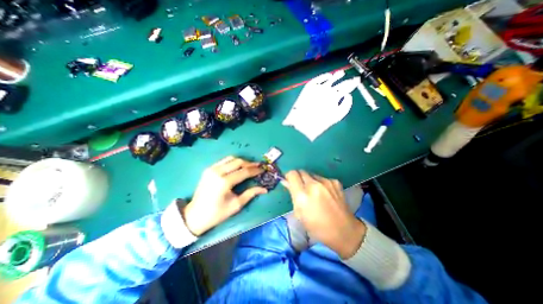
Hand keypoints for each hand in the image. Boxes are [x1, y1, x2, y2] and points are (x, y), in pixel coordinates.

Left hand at [182, 156, 266, 236]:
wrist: (194, 215)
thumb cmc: (217, 213)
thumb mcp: (236, 205)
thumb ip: (250, 194)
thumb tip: (265, 189)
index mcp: (224, 182)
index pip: (244, 172)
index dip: (255, 170)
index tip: (263, 169)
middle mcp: (218, 172)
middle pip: (238, 162)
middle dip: (250, 163)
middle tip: (257, 166)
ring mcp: (212, 169)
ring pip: (231, 158)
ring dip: (242, 161)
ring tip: (249, 166)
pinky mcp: (208, 169)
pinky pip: (224, 161)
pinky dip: (233, 162)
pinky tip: (238, 167)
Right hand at [284, 171, 363, 258]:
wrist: (344, 231)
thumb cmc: (317, 227)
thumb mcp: (299, 214)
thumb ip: (292, 195)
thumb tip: (285, 182)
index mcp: (303, 196)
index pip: (292, 174)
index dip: (289, 177)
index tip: (290, 182)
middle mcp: (314, 185)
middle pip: (301, 171)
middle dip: (298, 178)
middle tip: (301, 188)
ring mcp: (326, 182)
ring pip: (311, 174)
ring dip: (309, 180)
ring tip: (314, 193)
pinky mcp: (335, 181)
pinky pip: (322, 178)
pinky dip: (319, 183)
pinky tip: (324, 194)